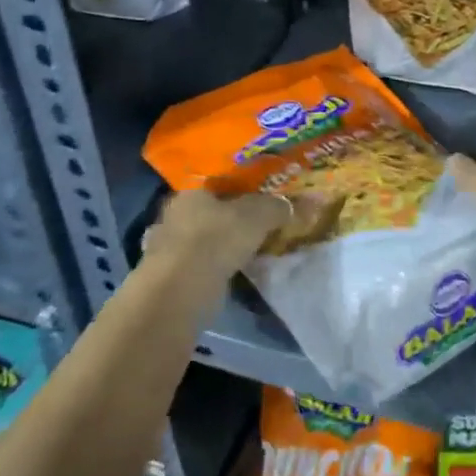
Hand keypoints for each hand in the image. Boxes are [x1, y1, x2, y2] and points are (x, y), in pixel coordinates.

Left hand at [143, 188, 335, 286]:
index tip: (259, 197)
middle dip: (229, 218)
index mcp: (191, 192)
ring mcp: (168, 249)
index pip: (216, 184)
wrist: (180, 291)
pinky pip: (201, 266)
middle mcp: (174, 216)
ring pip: (203, 240)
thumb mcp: (257, 216)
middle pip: (209, 212)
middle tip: (256, 223)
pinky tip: (232, 272)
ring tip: (248, 249)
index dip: (239, 190)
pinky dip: (215, 268)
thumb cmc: (216, 239)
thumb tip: (307, 202)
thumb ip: (279, 207)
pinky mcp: (170, 279)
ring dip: (221, 246)